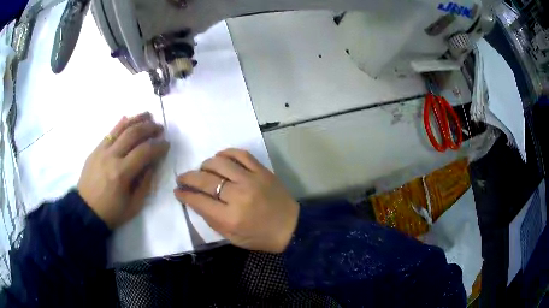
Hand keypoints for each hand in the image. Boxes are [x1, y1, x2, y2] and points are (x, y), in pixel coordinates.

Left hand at [78, 112, 169, 228]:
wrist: (86, 211)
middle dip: (149, 128)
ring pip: (120, 128)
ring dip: (136, 119)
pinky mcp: (95, 150)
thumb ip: (145, 183)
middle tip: (160, 128)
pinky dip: (120, 124)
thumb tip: (152, 164)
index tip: (166, 144)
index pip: (144, 152)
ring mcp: (101, 151)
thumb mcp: (134, 205)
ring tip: (148, 115)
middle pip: (133, 134)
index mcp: (121, 173)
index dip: (158, 146)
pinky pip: (109, 133)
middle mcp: (111, 157)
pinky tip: (128, 119)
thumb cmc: (111, 212)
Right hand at [174, 149, 298, 252]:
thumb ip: (211, 220)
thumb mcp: (232, 237)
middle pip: (205, 180)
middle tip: (182, 178)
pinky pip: (241, 154)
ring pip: (220, 163)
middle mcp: (238, 195)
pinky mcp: (262, 171)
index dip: (184, 194)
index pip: (199, 201)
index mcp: (230, 217)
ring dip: (205, 165)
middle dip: (188, 177)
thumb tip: (194, 201)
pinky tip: (220, 158)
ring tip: (202, 170)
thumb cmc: (260, 236)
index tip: (178, 191)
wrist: (291, 227)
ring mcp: (251, 180)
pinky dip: (227, 153)